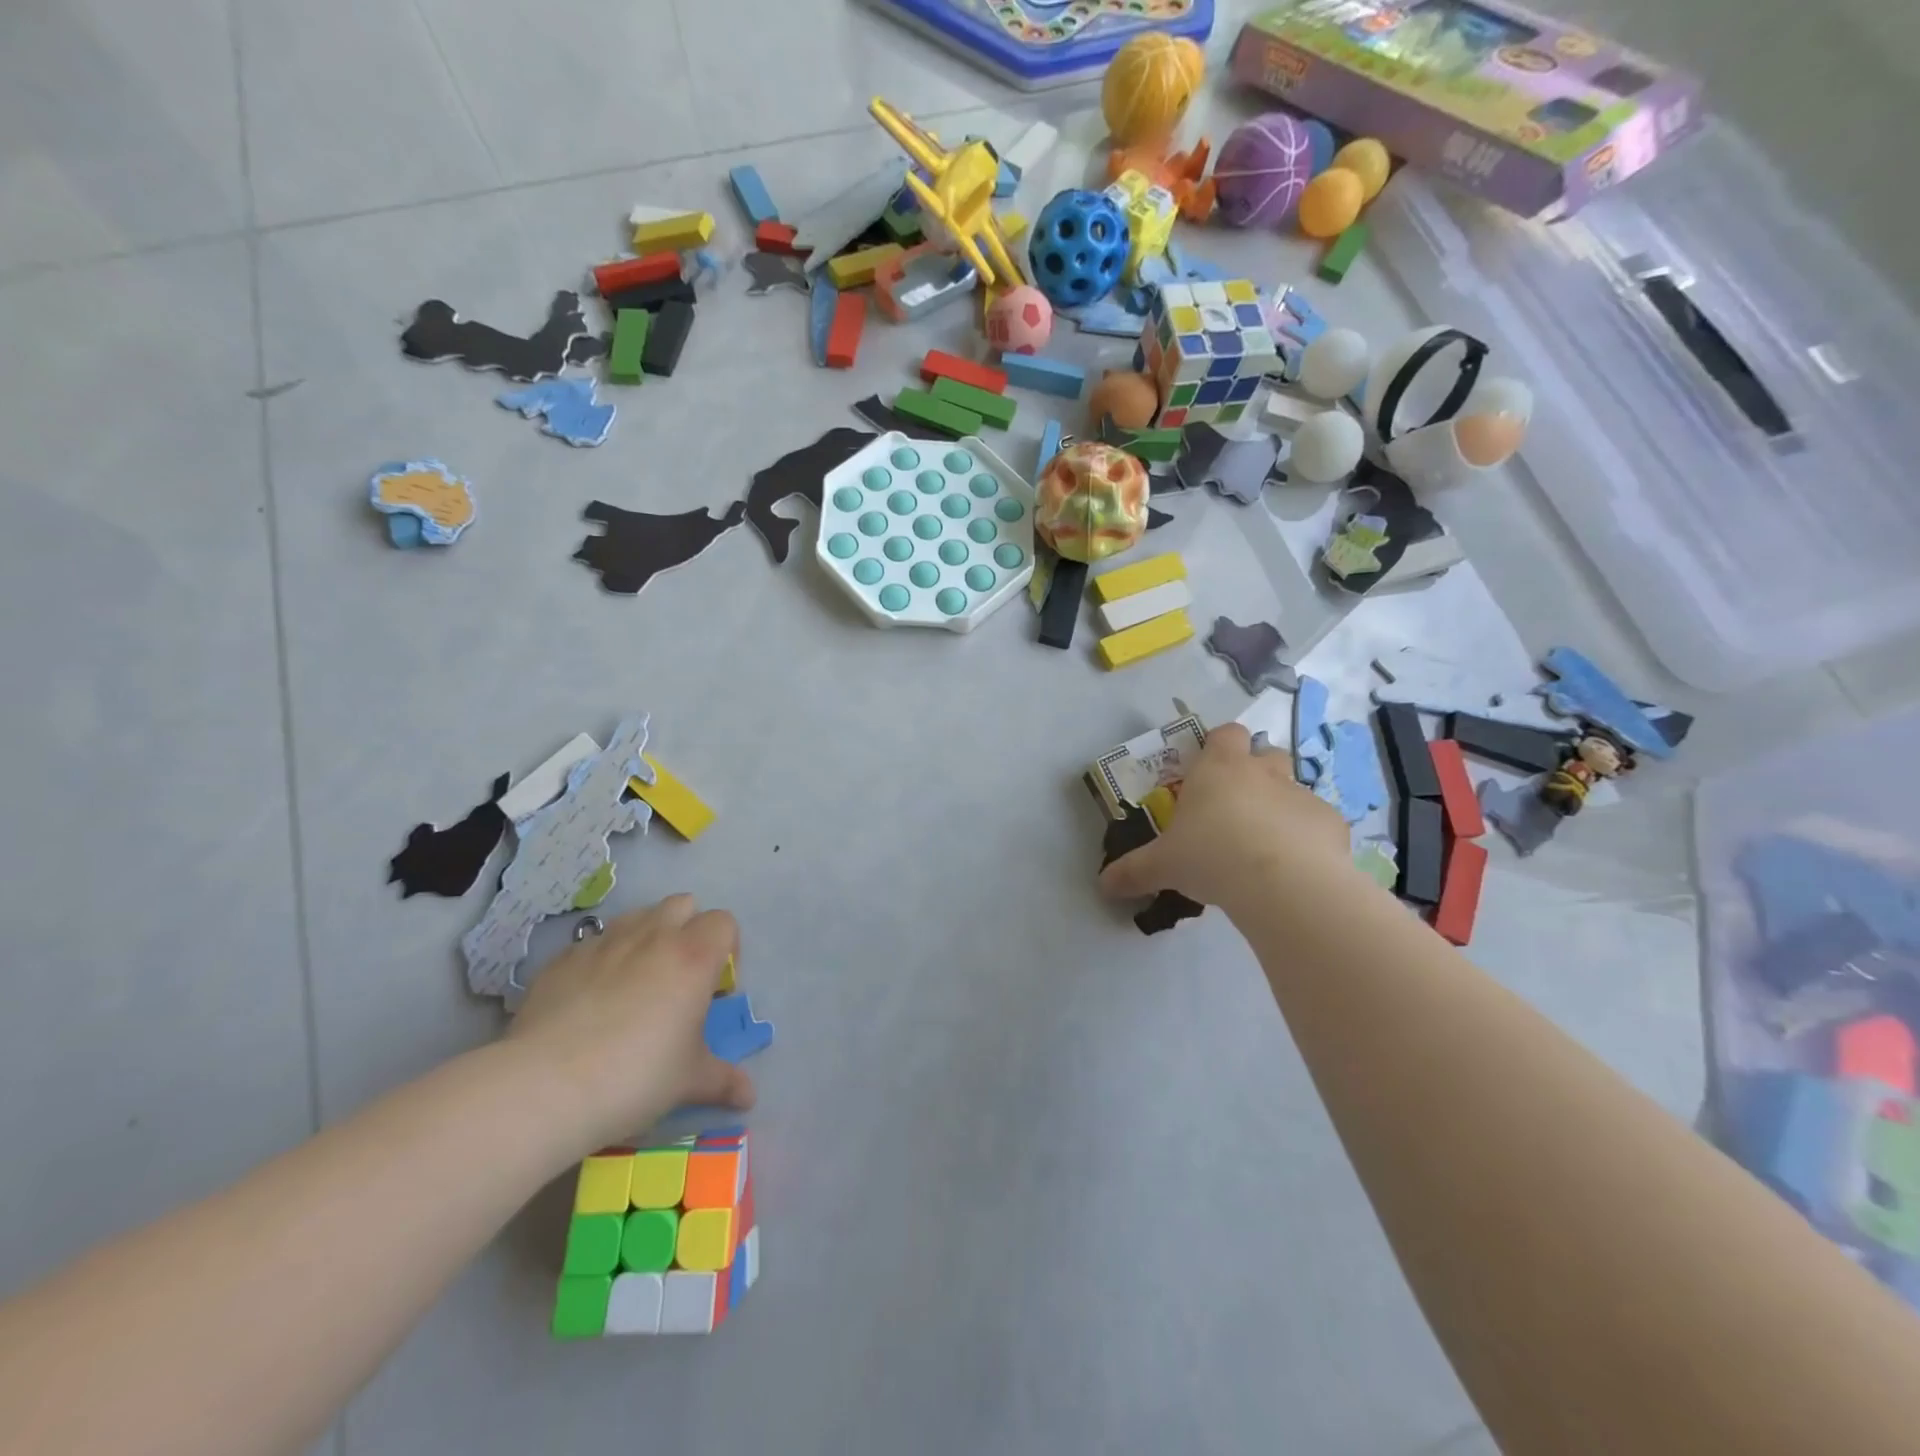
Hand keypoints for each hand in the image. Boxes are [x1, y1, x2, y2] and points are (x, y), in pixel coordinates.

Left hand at [507, 895, 753, 1153]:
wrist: (545, 1086)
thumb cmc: (636, 1076)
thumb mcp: (689, 1081)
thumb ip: (723, 1080)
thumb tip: (749, 1097)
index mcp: (694, 957)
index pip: (723, 922)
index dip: (727, 948)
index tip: (715, 987)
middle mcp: (653, 937)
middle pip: (682, 904)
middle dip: (687, 929)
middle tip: (680, 976)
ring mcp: (603, 943)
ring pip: (637, 916)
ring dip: (646, 936)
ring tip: (637, 981)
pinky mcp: (562, 960)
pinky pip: (592, 943)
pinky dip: (601, 959)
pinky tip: (590, 999)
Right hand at [1099, 723, 1351, 912]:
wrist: (1282, 883)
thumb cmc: (1210, 856)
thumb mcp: (1161, 866)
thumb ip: (1133, 872)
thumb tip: (1103, 886)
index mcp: (1219, 769)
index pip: (1224, 733)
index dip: (1218, 745)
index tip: (1208, 769)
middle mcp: (1263, 773)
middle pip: (1265, 753)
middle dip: (1255, 772)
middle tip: (1237, 807)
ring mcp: (1302, 795)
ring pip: (1294, 788)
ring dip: (1281, 807)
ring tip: (1266, 844)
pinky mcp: (1331, 824)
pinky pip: (1317, 824)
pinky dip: (1308, 839)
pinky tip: (1296, 869)